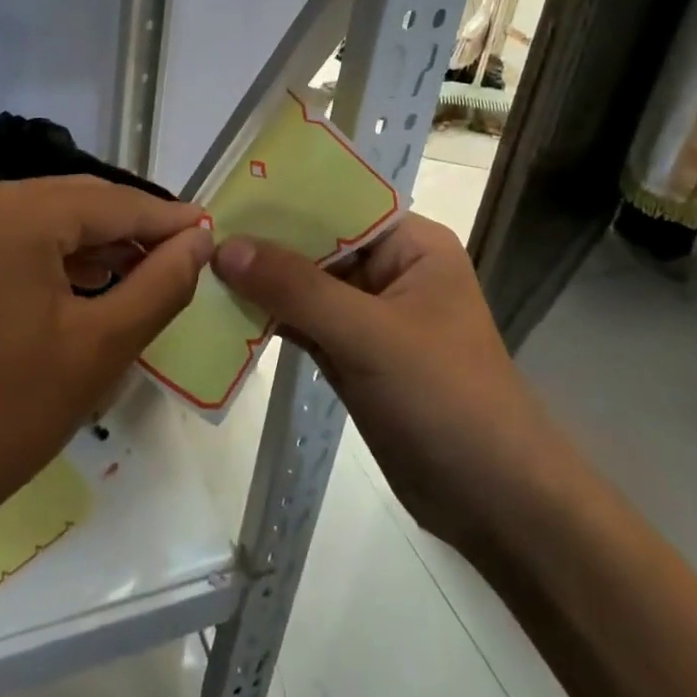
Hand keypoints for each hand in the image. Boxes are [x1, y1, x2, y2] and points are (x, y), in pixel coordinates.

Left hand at [0, 176, 212, 563]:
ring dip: (83, 247)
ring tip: (130, 276)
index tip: (208, 233)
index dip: (166, 219)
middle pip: (70, 204)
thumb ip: (160, 284)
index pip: (112, 202)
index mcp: (13, 211)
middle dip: (125, 231)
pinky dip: (38, 261)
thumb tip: (198, 239)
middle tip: (176, 259)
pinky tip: (66, 291)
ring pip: (32, 223)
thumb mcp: (98, 350)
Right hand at [212, 214, 541, 549]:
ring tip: (199, 267)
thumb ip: (296, 288)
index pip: (339, 203)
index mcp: (411, 245)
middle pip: (317, 244)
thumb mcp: (369, 334)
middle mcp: (390, 271)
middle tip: (199, 233)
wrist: (497, 503)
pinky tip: (223, 312)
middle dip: (265, 242)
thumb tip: (225, 247)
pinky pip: (304, 325)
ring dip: (261, 283)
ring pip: (305, 286)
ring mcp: (370, 317)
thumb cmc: (445, 397)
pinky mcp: (355, 357)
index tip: (226, 193)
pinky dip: (269, 320)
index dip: (284, 197)